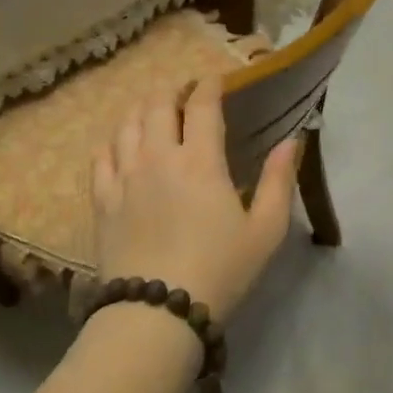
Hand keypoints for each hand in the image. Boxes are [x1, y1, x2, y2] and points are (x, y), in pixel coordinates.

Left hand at [91, 77, 299, 319]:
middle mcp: (158, 157)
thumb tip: (292, 140)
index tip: (214, 80)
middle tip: (183, 95)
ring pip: (126, 124)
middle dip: (172, 91)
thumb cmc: (219, 270)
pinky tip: (120, 146)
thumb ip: (280, 181)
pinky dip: (112, 142)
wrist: (157, 312)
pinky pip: (101, 155)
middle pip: (157, 104)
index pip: (202, 105)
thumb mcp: (265, 231)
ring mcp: (125, 176)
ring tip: (152, 113)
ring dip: (142, 110)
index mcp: (200, 160)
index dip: (208, 85)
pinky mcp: (102, 199)